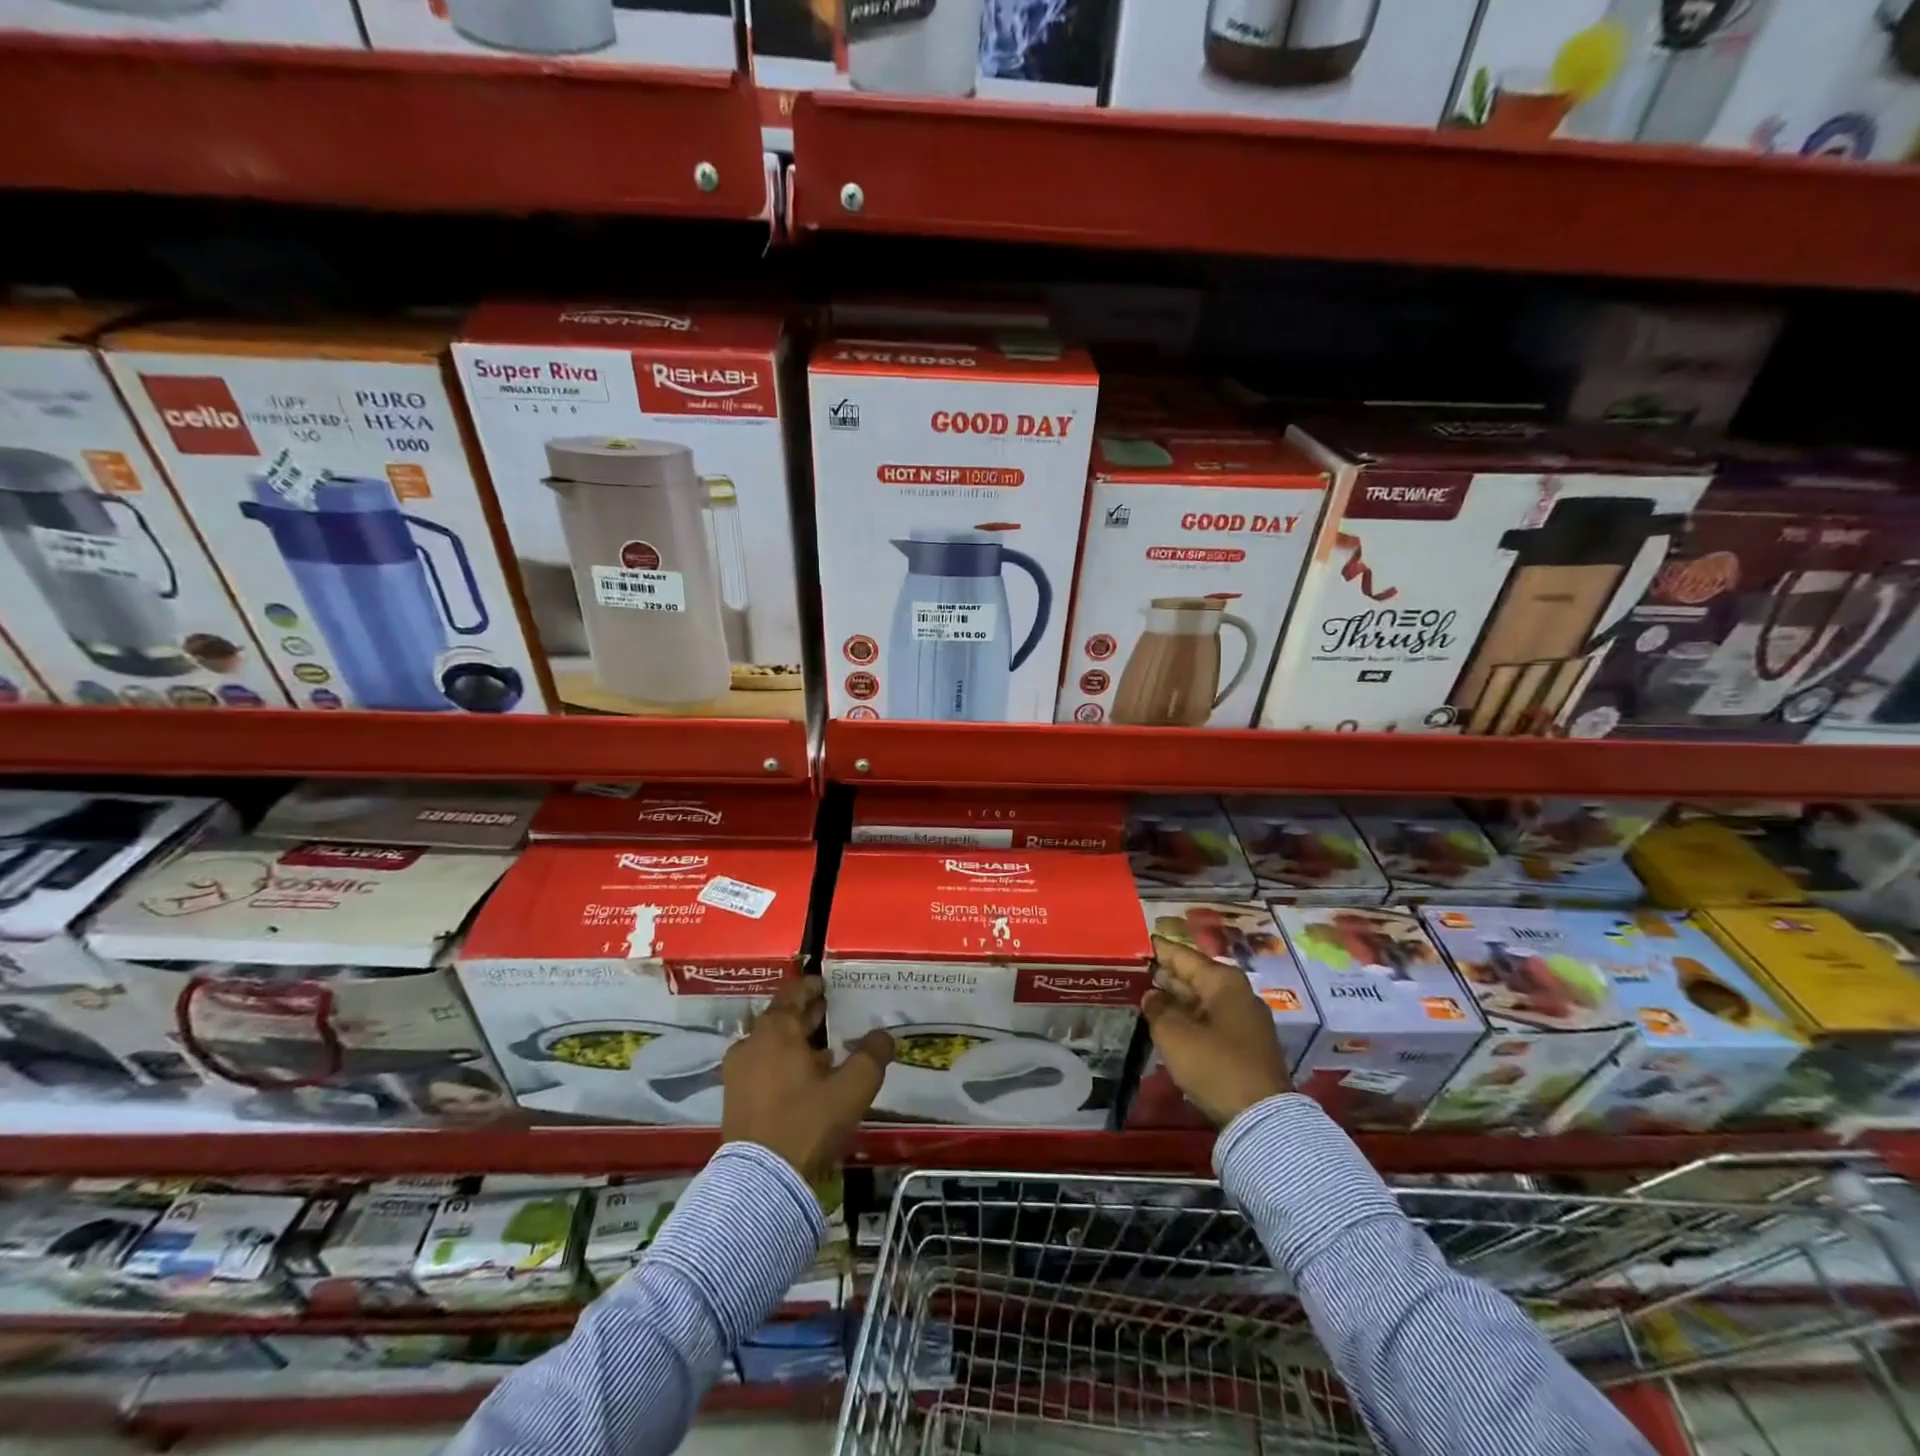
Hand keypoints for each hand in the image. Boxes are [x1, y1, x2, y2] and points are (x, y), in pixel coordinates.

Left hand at [721, 977, 893, 1182]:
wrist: (761, 1182)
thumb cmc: (807, 1121)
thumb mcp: (852, 1088)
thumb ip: (871, 1056)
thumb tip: (884, 1036)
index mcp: (775, 1030)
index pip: (792, 993)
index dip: (811, 986)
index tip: (826, 984)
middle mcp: (751, 1044)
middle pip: (780, 1019)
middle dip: (806, 1015)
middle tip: (830, 1011)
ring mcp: (738, 1073)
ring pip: (770, 1045)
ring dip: (796, 1043)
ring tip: (825, 1050)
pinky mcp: (734, 1100)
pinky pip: (762, 1068)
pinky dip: (782, 1064)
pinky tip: (806, 1081)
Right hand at [1143, 935, 1290, 1125]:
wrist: (1261, 1118)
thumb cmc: (1215, 1065)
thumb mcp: (1174, 1034)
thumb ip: (1157, 1008)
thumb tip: (1152, 995)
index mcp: (1223, 981)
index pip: (1182, 955)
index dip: (1156, 949)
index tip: (1133, 944)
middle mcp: (1237, 993)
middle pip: (1193, 976)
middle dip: (1164, 975)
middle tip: (1131, 972)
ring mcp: (1244, 1019)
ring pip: (1201, 1000)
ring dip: (1174, 999)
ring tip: (1142, 996)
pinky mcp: (1245, 1044)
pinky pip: (1209, 1020)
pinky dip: (1188, 1018)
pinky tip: (1166, 1024)